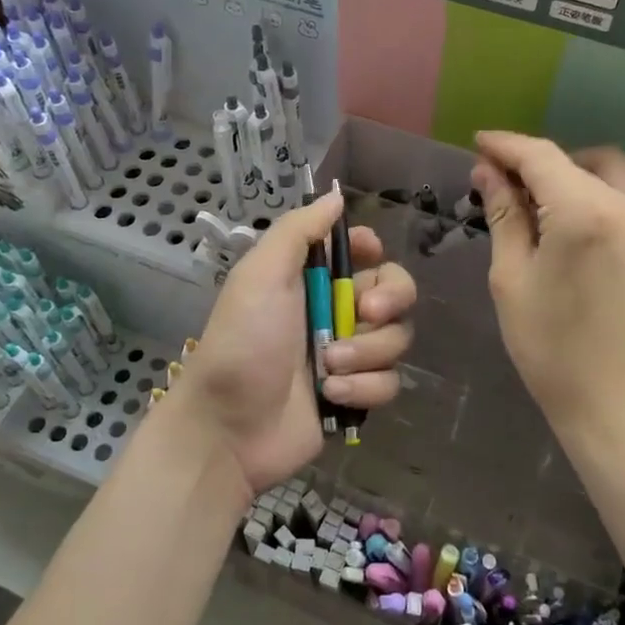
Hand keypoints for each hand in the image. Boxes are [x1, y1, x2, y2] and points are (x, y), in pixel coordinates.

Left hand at [174, 187, 416, 493]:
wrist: (228, 429)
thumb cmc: (243, 343)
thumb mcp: (261, 275)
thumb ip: (298, 231)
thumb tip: (334, 196)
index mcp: (310, 280)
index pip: (360, 252)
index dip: (372, 250)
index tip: (369, 255)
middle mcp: (334, 312)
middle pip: (395, 292)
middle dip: (389, 300)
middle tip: (367, 312)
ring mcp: (348, 355)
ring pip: (396, 338)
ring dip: (366, 351)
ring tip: (328, 367)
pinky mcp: (356, 394)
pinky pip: (388, 381)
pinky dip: (363, 387)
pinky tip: (330, 396)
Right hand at [470, 132, 624, 437]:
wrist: (615, 402)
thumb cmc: (550, 347)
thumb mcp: (512, 278)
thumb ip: (504, 215)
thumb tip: (488, 171)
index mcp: (584, 213)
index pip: (540, 157)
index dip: (506, 146)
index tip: (478, 144)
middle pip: (576, 158)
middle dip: (537, 159)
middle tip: (503, 181)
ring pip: (610, 168)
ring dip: (573, 169)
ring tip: (540, 197)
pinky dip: (607, 186)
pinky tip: (583, 210)